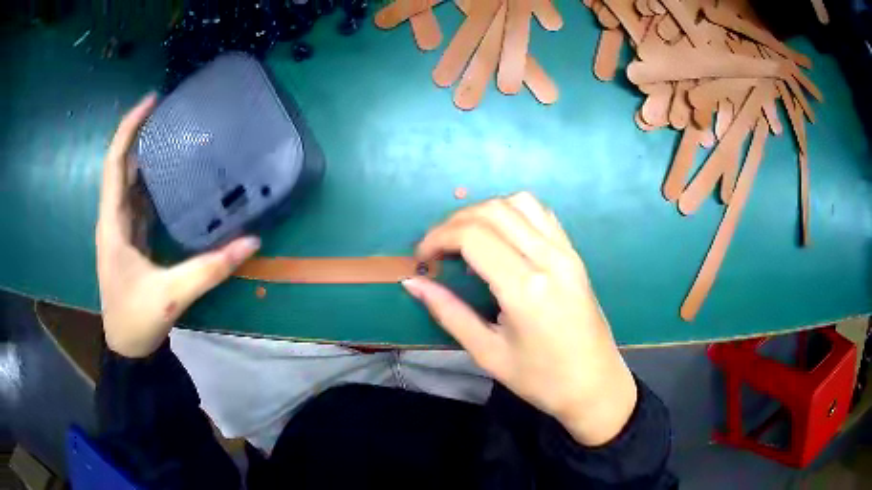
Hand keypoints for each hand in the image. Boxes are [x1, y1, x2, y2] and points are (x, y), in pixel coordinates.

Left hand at [96, 94, 260, 357]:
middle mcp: (113, 219)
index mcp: (113, 224)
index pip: (114, 164)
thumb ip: (210, 269)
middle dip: (139, 134)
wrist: (127, 348)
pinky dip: (150, 181)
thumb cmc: (137, 320)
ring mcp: (121, 229)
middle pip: (121, 165)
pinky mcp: (130, 239)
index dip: (129, 129)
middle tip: (169, 111)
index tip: (152, 101)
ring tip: (171, 133)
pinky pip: (138, 200)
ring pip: (128, 182)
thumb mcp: (173, 295)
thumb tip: (252, 241)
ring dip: (144, 155)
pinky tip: (170, 175)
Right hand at [403, 192, 636, 445]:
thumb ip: (448, 312)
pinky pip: (541, 214)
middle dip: (454, 222)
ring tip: (466, 240)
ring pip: (518, 203)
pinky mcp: (574, 254)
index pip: (472, 235)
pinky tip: (500, 237)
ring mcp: (566, 252)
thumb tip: (412, 283)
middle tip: (437, 249)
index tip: (422, 258)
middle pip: (492, 211)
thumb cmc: (541, 380)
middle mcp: (549, 258)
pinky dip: (512, 213)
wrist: (595, 385)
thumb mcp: (488, 353)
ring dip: (483, 212)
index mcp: (525, 288)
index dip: (437, 238)